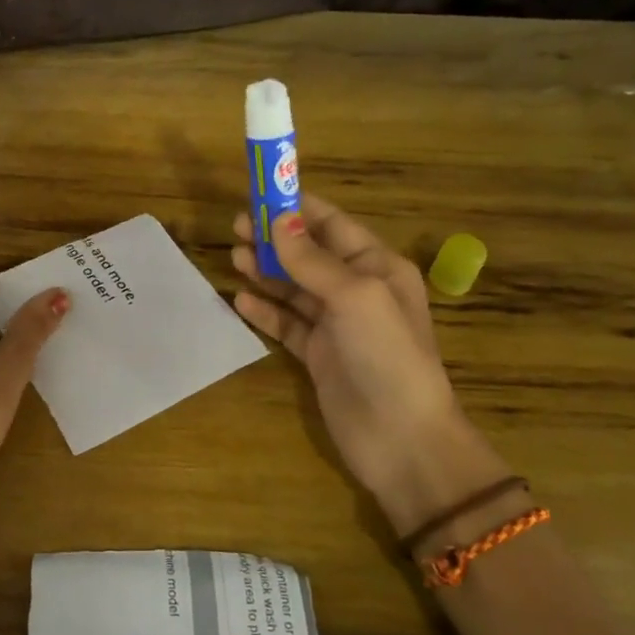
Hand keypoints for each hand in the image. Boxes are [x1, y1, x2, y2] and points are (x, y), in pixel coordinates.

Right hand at [232, 197, 489, 532]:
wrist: (401, 439)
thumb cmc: (386, 355)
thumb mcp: (353, 297)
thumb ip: (312, 260)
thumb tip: (278, 220)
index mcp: (377, 267)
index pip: (332, 225)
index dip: (297, 208)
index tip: (259, 195)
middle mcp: (357, 291)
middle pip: (308, 254)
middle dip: (274, 239)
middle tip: (236, 227)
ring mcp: (337, 325)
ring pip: (294, 288)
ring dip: (265, 271)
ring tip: (233, 257)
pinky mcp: (319, 356)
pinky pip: (287, 324)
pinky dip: (265, 310)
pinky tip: (239, 300)